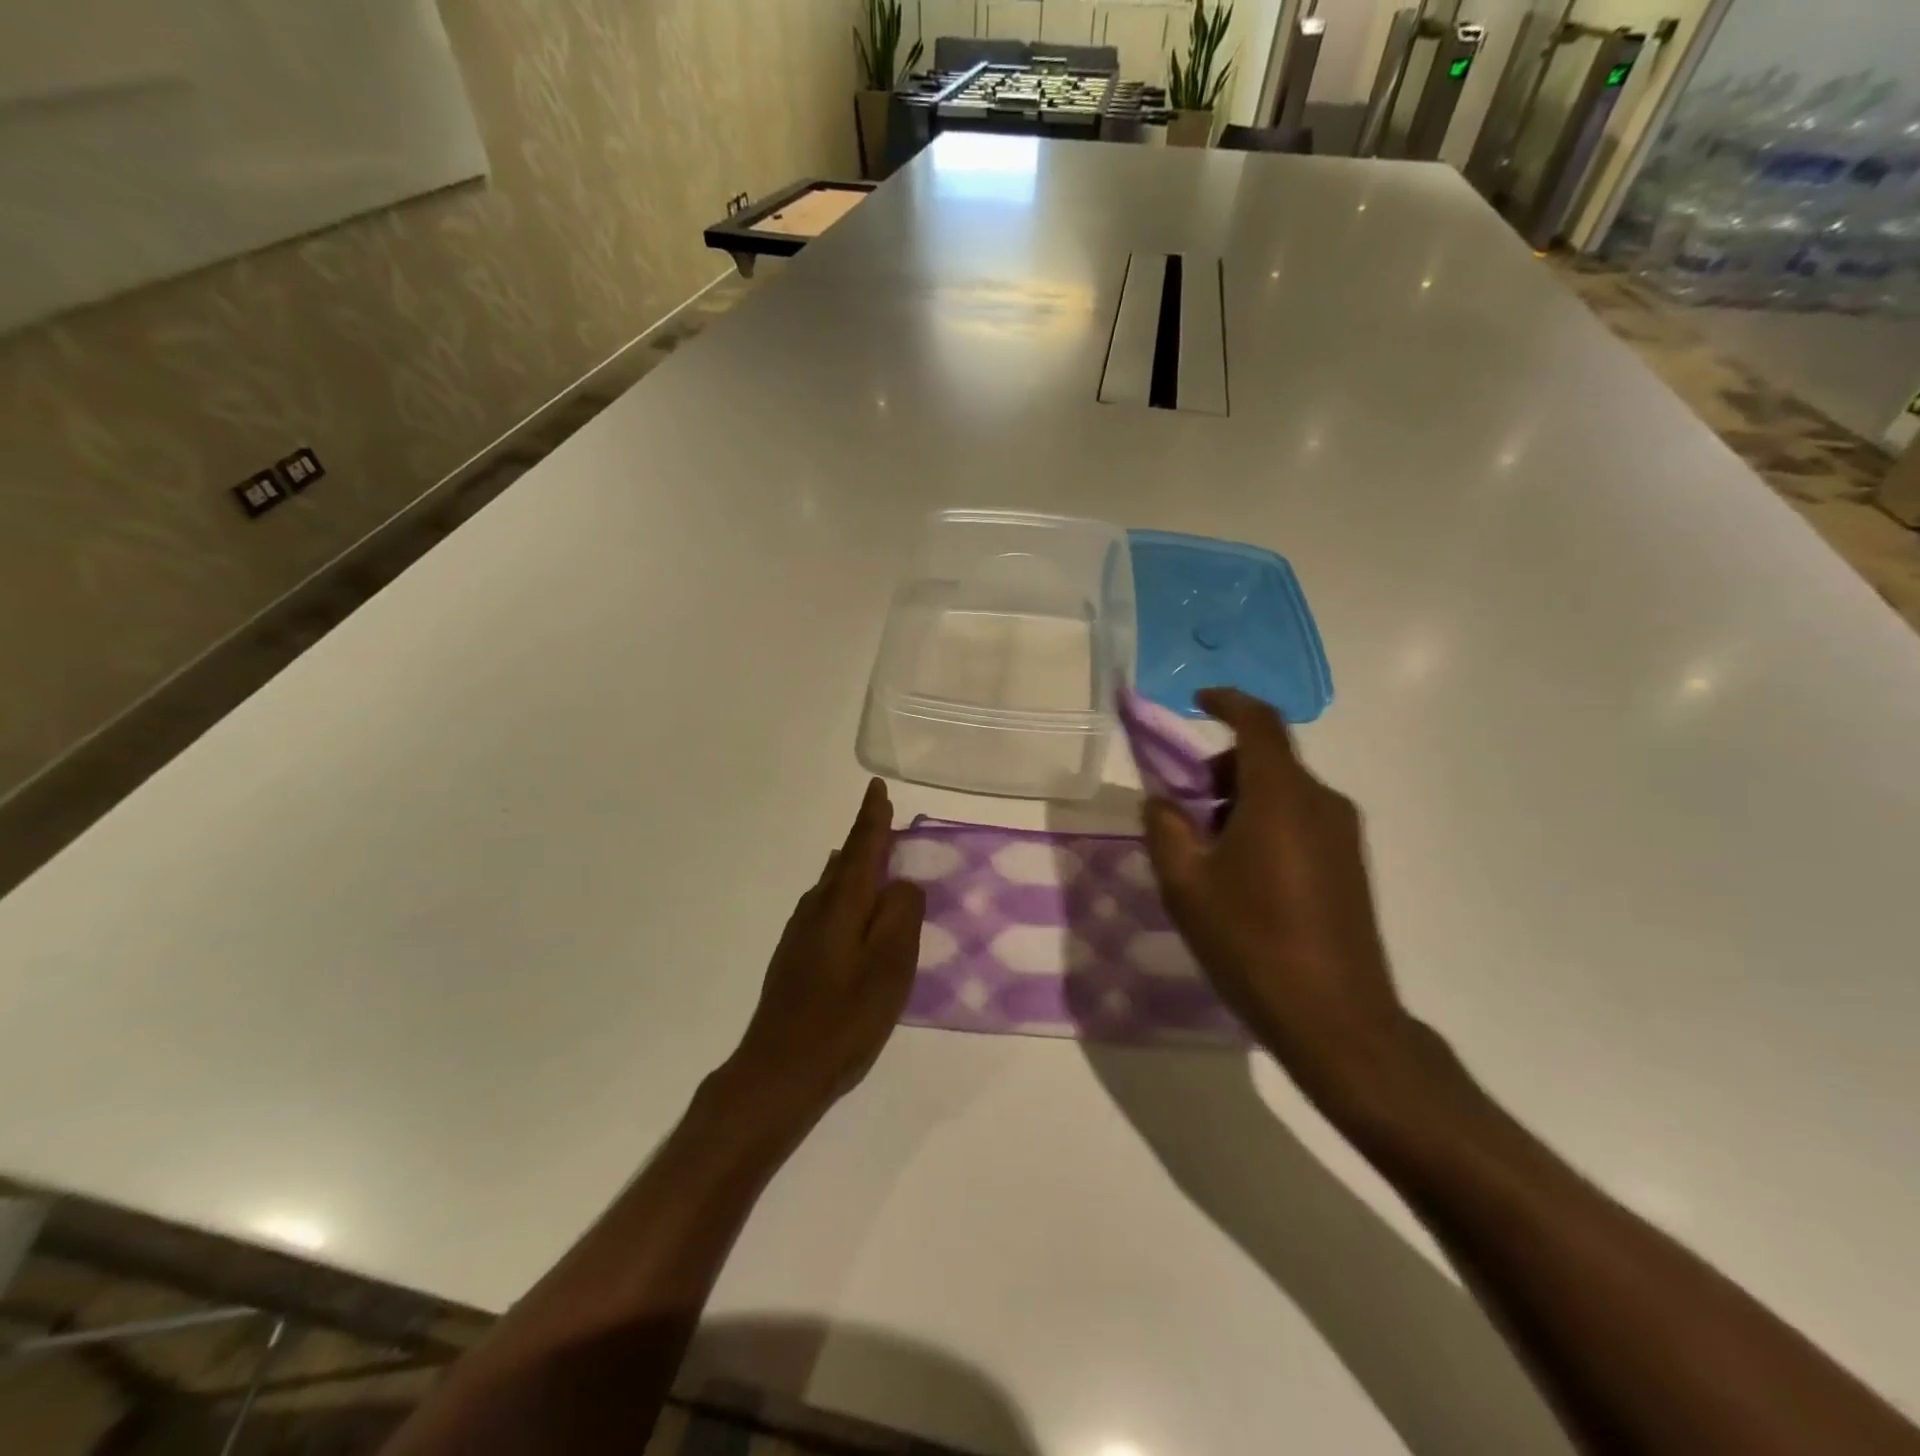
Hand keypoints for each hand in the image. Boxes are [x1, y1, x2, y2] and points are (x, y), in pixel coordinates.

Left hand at [724, 779, 925, 1119]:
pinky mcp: (795, 957)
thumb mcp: (889, 966)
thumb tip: (902, 883)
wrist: (779, 1070)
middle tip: (884, 818)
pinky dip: (845, 895)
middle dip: (865, 839)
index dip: (872, 818)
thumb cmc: (843, 1018)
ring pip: (832, 885)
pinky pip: (825, 907)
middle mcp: (816, 909)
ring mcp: (801, 933)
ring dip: (855, 867)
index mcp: (842, 904)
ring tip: (874, 858)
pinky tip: (849, 909)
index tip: (876, 787)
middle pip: (845, 862)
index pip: (861, 848)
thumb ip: (901, 915)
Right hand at [1142, 689, 1411, 1106]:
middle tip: (1186, 807)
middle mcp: (1321, 802)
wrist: (1336, 1018)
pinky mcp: (1352, 863)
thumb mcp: (1186, 886)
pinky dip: (1267, 822)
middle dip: (1221, 769)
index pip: (1259, 723)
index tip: (1198, 701)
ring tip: (1210, 851)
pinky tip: (1245, 875)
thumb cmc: (1251, 943)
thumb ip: (1165, 830)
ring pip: (1285, 791)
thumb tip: (1162, 801)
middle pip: (1268, 758)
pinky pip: (1302, 818)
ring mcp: (1344, 834)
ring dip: (1242, 800)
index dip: (1227, 702)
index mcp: (1280, 797)